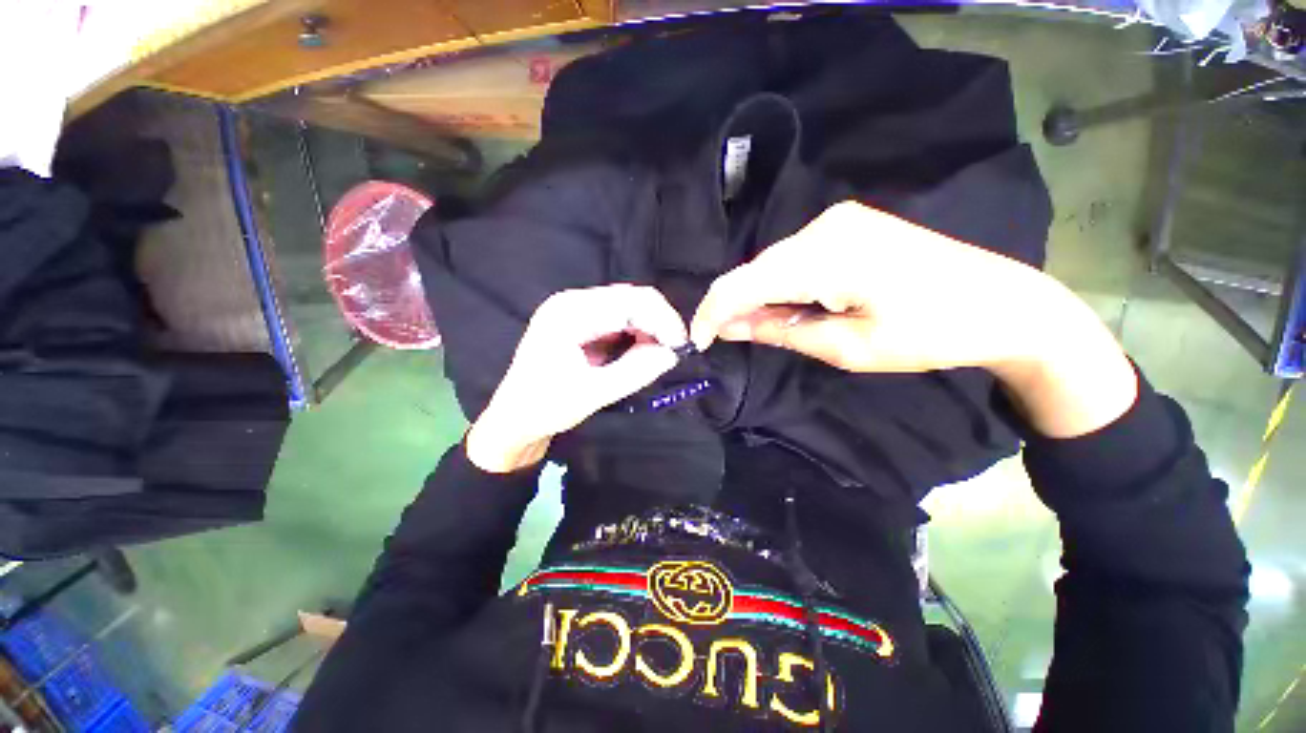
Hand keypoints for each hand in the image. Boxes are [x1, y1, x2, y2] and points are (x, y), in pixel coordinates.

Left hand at [467, 285, 686, 472]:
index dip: (662, 320)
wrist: (514, 420)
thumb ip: (635, 371)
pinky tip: (641, 351)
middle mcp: (572, 302)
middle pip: (630, 298)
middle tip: (674, 351)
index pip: (629, 301)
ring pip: (628, 306)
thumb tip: (672, 354)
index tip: (682, 347)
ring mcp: (575, 309)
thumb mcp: (593, 394)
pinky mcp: (580, 322)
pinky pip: (618, 318)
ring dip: (649, 327)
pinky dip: (636, 332)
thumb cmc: (546, 408)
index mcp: (569, 313)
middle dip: (658, 322)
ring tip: (658, 354)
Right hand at [689, 201, 1137, 437]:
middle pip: (755, 269)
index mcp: (828, 254)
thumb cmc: (932, 334)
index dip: (713, 312)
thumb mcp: (849, 347)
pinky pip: (793, 258)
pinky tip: (784, 307)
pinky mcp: (847, 226)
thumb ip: (782, 331)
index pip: (745, 281)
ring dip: (756, 296)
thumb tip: (731, 327)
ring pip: (771, 263)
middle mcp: (826, 225)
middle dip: (732, 306)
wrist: (1004, 302)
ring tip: (757, 328)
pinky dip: (779, 285)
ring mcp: (838, 220)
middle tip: (724, 340)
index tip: (698, 341)